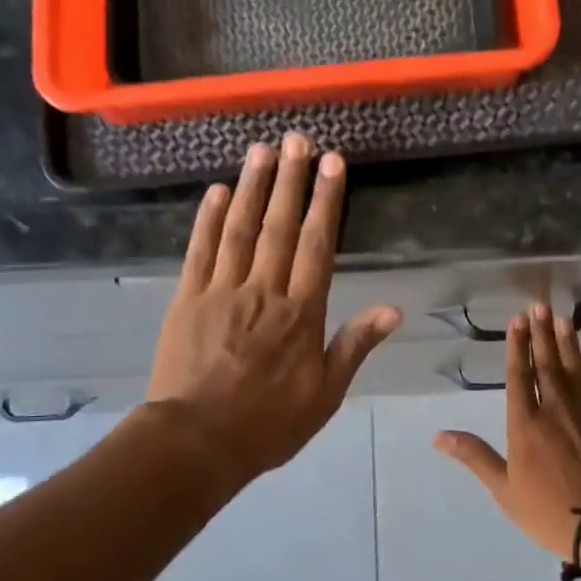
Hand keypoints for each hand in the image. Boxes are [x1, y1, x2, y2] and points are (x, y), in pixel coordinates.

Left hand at [148, 134, 400, 484]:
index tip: (332, 164)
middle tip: (298, 138)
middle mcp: (263, 291)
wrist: (196, 441)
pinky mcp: (187, 299)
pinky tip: (217, 191)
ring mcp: (221, 291)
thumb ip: (355, 345)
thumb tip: (394, 308)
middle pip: (279, 226)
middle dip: (291, 179)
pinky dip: (208, 218)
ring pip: (240, 228)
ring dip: (252, 186)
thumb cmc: (268, 423)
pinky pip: (200, 250)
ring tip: (262, 149)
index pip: (317, 245)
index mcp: (301, 313)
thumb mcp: (326, 394)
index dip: (326, 201)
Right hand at [433, 303, 580, 556]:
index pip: (519, 376)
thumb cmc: (550, 511)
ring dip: (568, 342)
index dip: (518, 346)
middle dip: (542, 333)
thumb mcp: (505, 490)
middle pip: (547, 364)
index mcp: (526, 424)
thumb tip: (438, 436)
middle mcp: (556, 409)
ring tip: (563, 318)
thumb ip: (475, 457)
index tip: (518, 320)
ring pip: (575, 368)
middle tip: (540, 305)